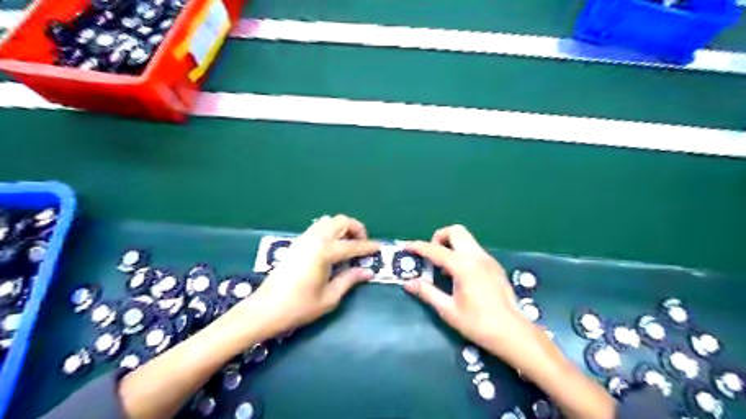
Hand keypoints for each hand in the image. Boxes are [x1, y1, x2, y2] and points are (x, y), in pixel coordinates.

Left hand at [247, 214, 381, 338]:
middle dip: (356, 229)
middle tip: (362, 244)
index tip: (379, 248)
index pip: (353, 245)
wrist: (265, 309)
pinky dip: (330, 230)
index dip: (368, 247)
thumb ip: (349, 280)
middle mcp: (315, 239)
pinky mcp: (296, 243)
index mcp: (325, 252)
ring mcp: (304, 239)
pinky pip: (317, 227)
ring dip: (342, 227)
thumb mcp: (329, 298)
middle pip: (341, 221)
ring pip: (328, 221)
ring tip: (348, 244)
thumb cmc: (299, 307)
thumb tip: (367, 272)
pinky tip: (332, 247)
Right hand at [402, 226, 523, 349]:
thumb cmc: (478, 323)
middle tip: (430, 255)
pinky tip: (459, 274)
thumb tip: (408, 283)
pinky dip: (461, 252)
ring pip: (466, 239)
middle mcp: (476, 256)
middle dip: (439, 237)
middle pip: (455, 231)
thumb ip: (427, 292)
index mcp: (463, 266)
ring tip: (443, 267)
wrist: (513, 333)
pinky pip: (474, 249)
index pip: (435, 250)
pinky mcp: (495, 266)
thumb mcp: (448, 309)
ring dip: (451, 244)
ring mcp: (488, 259)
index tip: (406, 246)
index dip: (418, 247)